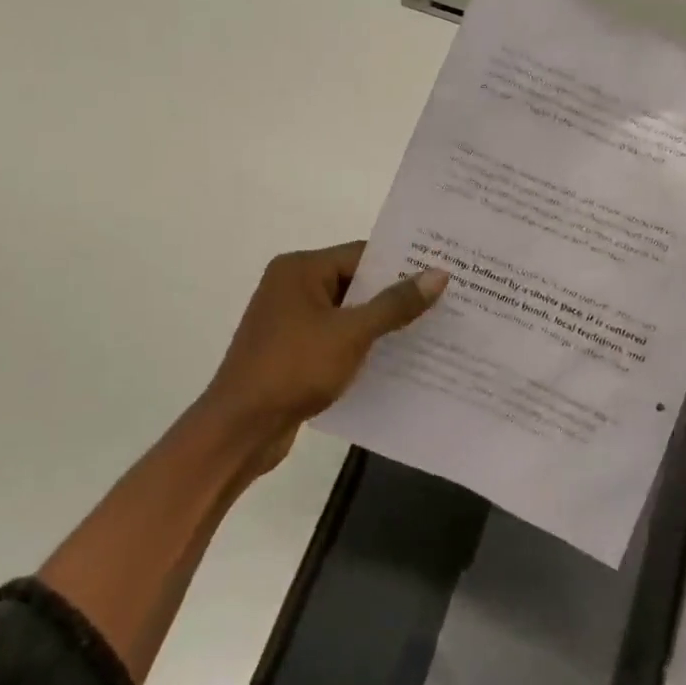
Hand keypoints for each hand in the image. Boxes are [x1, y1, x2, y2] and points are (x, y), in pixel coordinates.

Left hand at [193, 242, 447, 476]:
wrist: (240, 429)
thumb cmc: (294, 369)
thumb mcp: (351, 333)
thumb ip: (395, 304)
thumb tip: (439, 274)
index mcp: (300, 270)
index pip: (362, 254)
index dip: (402, 264)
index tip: (442, 273)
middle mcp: (292, 287)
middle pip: (355, 282)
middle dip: (396, 295)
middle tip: (445, 301)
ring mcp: (290, 320)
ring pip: (347, 313)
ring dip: (381, 323)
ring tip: (430, 330)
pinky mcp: (292, 351)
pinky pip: (336, 338)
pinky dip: (362, 345)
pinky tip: (396, 359)